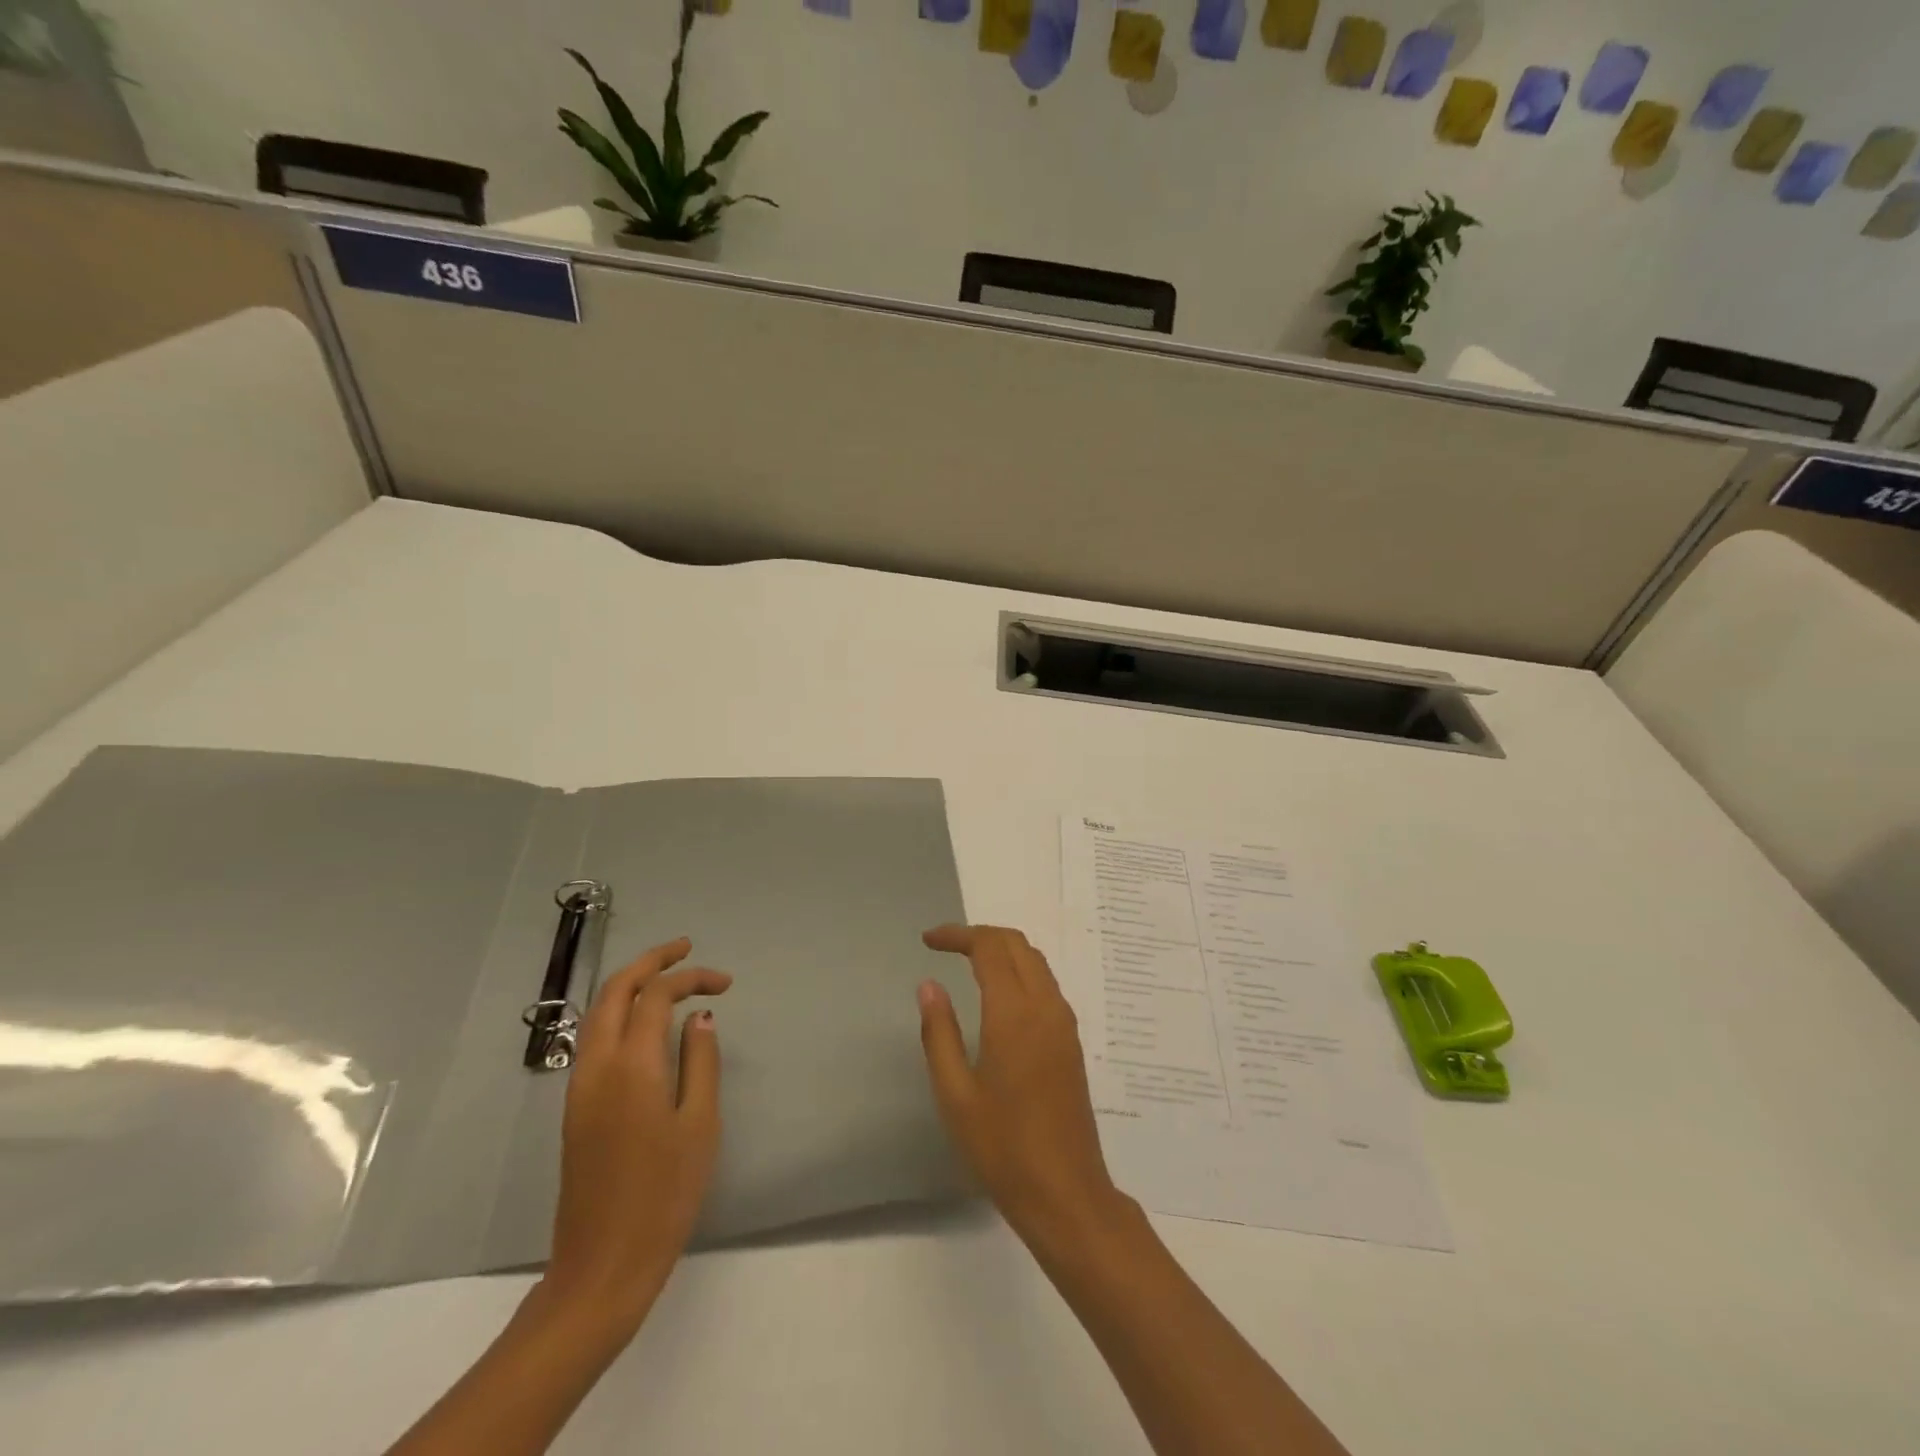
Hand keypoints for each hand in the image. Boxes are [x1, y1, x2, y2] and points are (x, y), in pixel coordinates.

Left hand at [542, 937, 731, 1336]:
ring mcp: (579, 1088)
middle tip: (686, 948)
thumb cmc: (664, 1195)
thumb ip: (701, 1061)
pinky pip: (594, 1039)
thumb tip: (700, 1016)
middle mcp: (597, 1066)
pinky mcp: (575, 1108)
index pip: (657, 996)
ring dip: (630, 984)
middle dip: (650, 961)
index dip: (692, 977)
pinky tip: (645, 1023)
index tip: (726, 983)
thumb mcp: (700, 1125)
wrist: (602, 1266)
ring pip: (597, 1013)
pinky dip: (619, 1012)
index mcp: (631, 1066)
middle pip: (615, 991)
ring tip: (667, 975)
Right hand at [916, 924, 1122, 1250]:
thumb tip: (929, 985)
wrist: (1066, 1193)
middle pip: (1017, 944)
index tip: (928, 941)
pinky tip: (998, 995)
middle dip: (980, 935)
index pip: (989, 948)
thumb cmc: (1002, 1147)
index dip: (958, 935)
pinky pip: (1046, 984)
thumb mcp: (955, 1094)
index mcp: (1014, 1014)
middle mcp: (1046, 1006)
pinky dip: (1020, 970)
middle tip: (945, 946)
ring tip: (967, 963)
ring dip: (1003, 950)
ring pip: (1036, 961)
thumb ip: (939, 1033)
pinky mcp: (1071, 1042)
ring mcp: (1064, 1023)